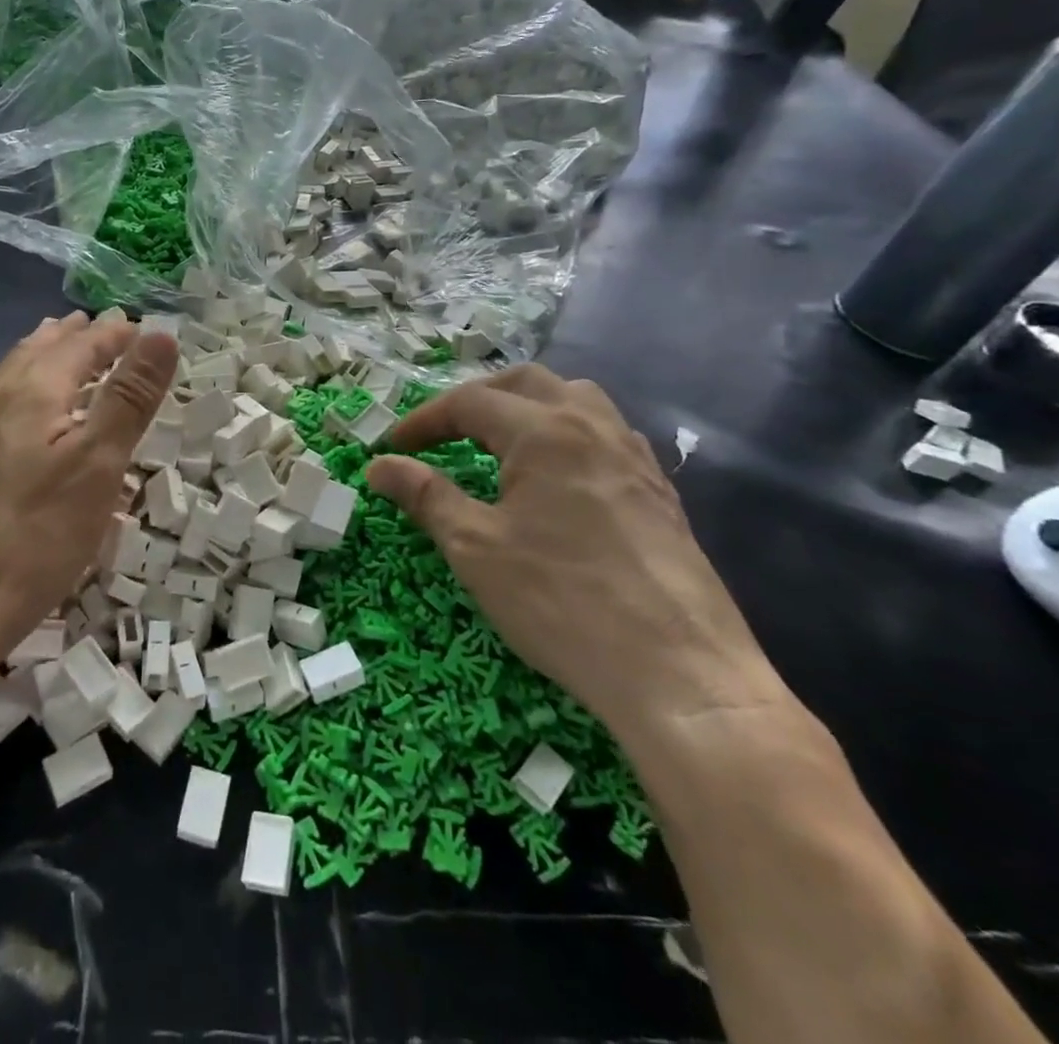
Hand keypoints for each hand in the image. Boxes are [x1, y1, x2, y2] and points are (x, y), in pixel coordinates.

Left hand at [0, 310, 177, 671]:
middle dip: (74, 335)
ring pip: (12, 374)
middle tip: (100, 324)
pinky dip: (20, 384)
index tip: (141, 327)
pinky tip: (18, 407)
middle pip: (40, 351)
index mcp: (35, 391)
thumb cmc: (37, 534)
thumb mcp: (98, 463)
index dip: (114, 334)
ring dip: (42, 353)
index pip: (82, 345)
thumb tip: (159, 334)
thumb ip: (128, 396)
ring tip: (57, 342)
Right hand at [366, 367, 786, 744]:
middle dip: (476, 398)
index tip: (393, 449)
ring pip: (576, 399)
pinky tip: (561, 477)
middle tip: (444, 432)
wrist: (680, 674)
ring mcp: (634, 457)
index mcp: (543, 432)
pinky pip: (607, 435)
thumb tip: (378, 466)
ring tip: (503, 441)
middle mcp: (592, 427)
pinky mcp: (660, 492)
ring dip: (529, 407)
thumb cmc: (561, 602)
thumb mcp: (474, 548)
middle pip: (526, 382)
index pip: (469, 402)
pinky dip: (569, 434)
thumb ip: (425, 496)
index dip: (424, 420)